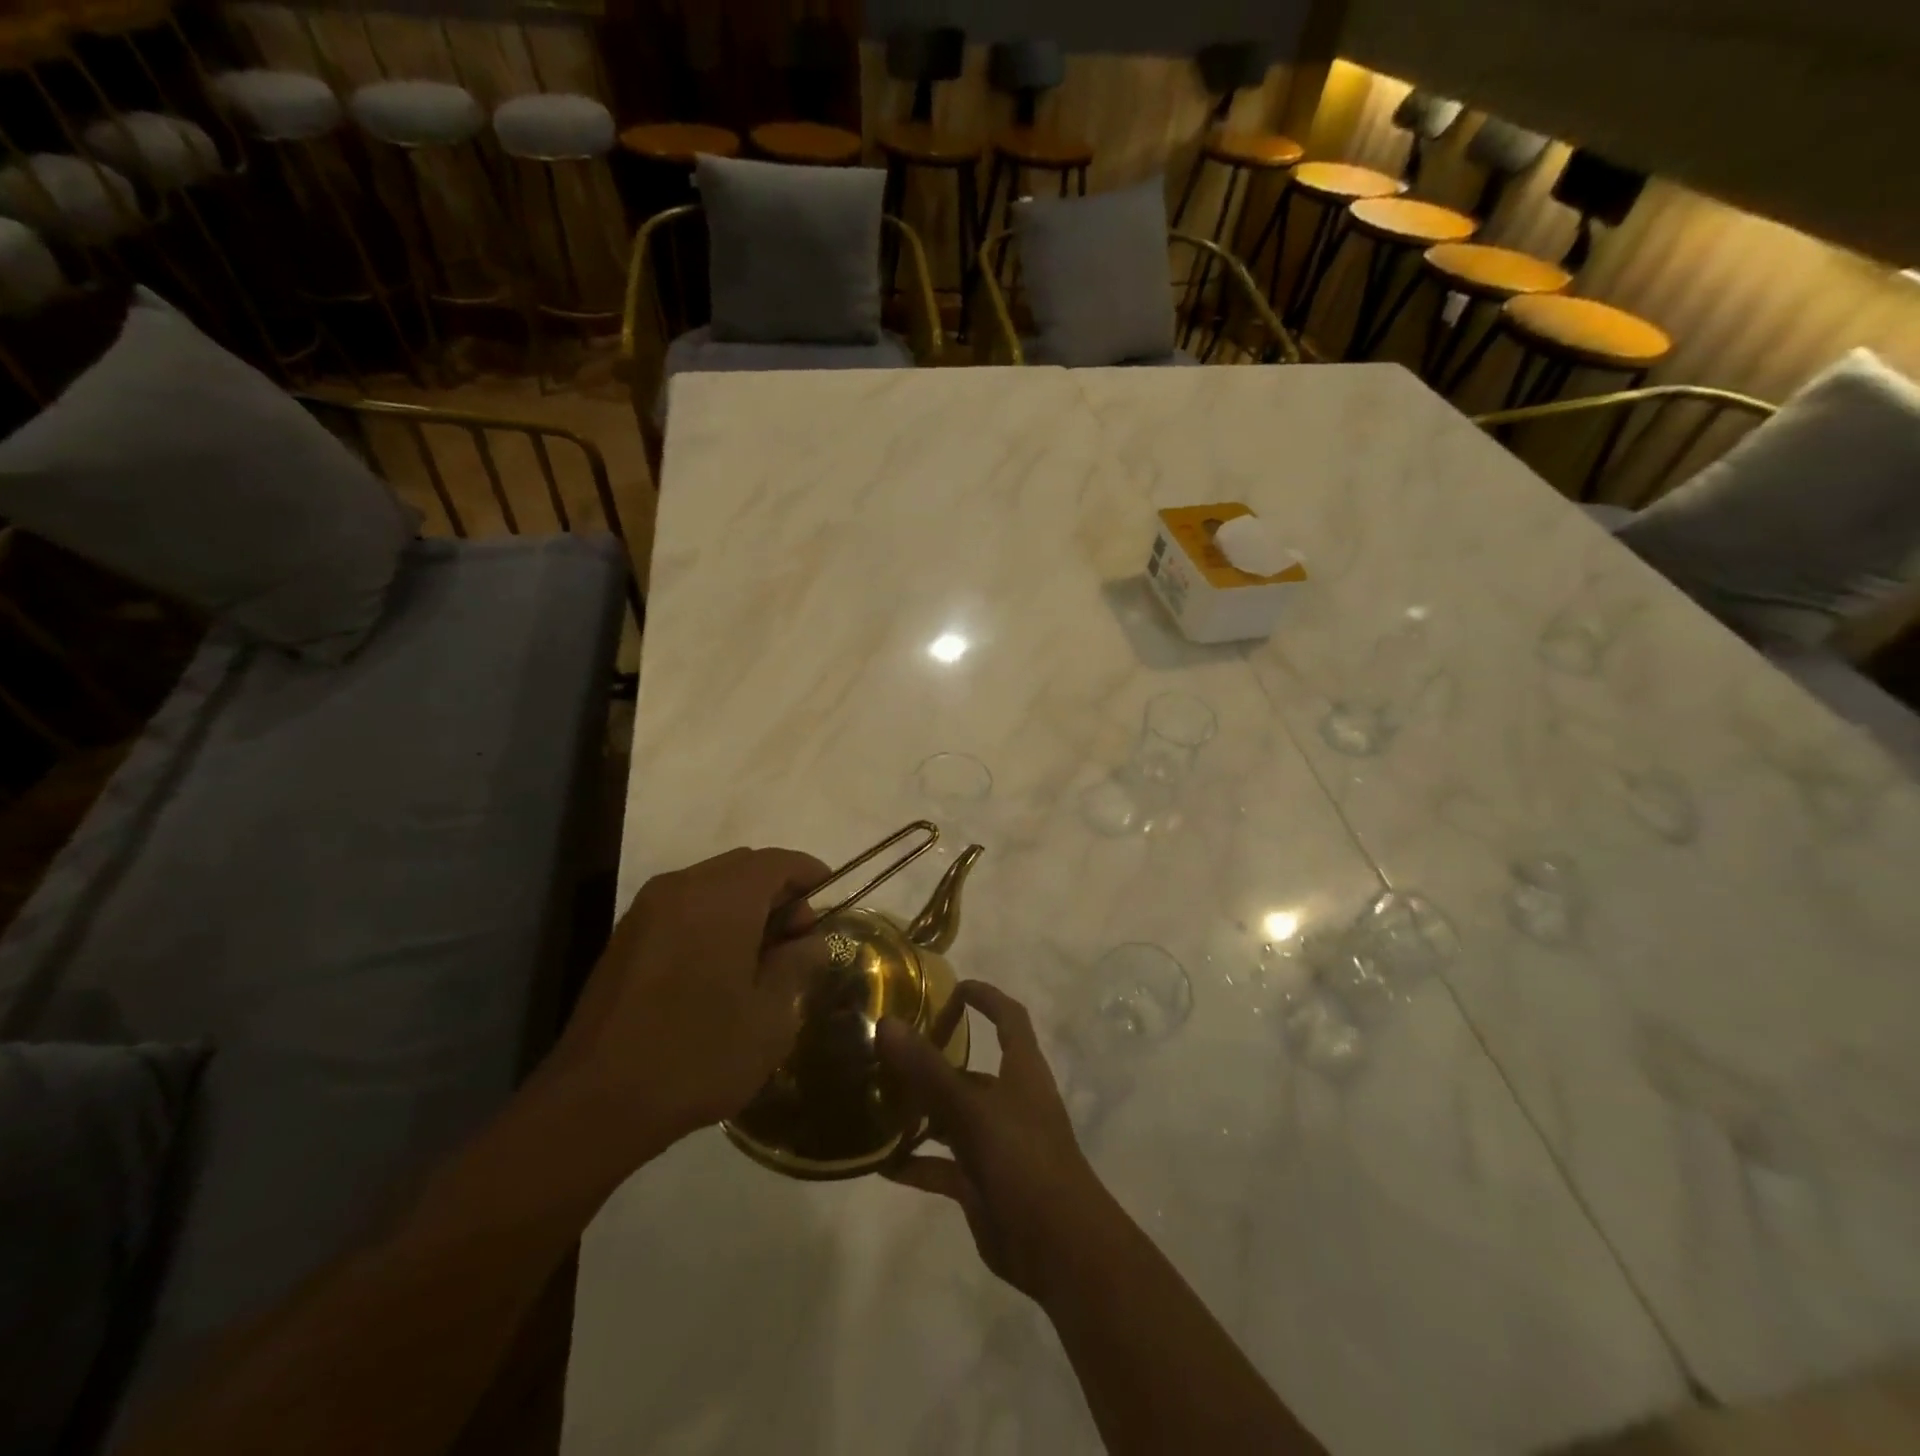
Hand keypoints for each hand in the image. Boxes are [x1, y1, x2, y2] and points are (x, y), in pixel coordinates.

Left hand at [547, 847, 830, 1158]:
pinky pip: (684, 907)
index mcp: (722, 897)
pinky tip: (720, 967)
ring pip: (711, 885)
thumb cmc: (698, 1054)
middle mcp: (681, 887)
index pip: (778, 861)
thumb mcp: (770, 1016)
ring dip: (744, 906)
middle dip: (778, 892)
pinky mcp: (625, 937)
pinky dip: (712, 919)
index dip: (811, 875)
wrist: (595, 1102)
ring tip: (761, 957)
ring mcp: (647, 910)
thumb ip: (797, 964)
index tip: (832, 903)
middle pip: (744, 867)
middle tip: (798, 939)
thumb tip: (809, 940)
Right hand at [877, 981, 1113, 1302]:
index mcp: (1021, 1071)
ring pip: (952, 1117)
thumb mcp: (973, 1110)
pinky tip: (881, 1163)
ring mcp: (996, 1143)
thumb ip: (928, 1069)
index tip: (952, 987)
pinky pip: (943, 1165)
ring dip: (920, 1112)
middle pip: (970, 1070)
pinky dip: (917, 1162)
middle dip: (934, 1061)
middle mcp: (1010, 1100)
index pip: (1009, 1017)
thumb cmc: (1024, 1160)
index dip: (986, 997)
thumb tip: (887, 1024)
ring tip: (875, 1102)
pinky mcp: (983, 1183)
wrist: (1059, 1248)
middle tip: (888, 1053)